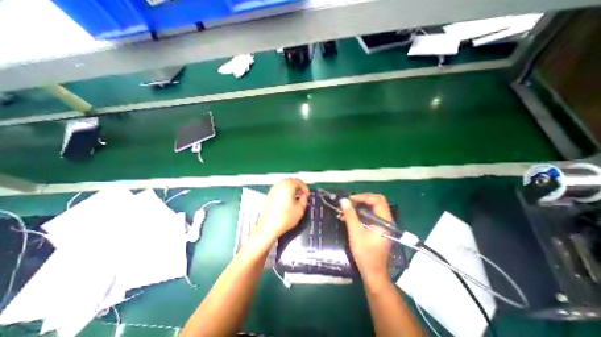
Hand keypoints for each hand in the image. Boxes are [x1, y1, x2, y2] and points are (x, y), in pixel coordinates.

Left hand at [253, 179, 308, 244]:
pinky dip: (285, 193)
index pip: (298, 181)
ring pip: (285, 185)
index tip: (307, 195)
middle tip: (303, 195)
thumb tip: (304, 196)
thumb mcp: (300, 208)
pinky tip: (288, 202)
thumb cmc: (285, 217)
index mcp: (287, 185)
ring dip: (292, 190)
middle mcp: (279, 185)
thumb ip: (304, 199)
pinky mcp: (269, 195)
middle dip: (298, 187)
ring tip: (296, 199)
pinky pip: (279, 190)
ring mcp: (273, 190)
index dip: (305, 188)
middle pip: (291, 181)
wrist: (269, 227)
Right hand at [343, 193, 395, 284]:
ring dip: (360, 206)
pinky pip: (370, 215)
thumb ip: (350, 215)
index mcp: (385, 221)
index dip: (363, 197)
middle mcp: (387, 220)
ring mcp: (384, 224)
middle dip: (362, 199)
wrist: (373, 273)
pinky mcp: (379, 228)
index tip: (349, 199)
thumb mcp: (355, 233)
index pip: (377, 200)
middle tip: (349, 202)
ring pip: (373, 207)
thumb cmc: (365, 254)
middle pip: (376, 201)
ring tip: (346, 208)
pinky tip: (349, 216)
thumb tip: (343, 200)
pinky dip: (360, 213)